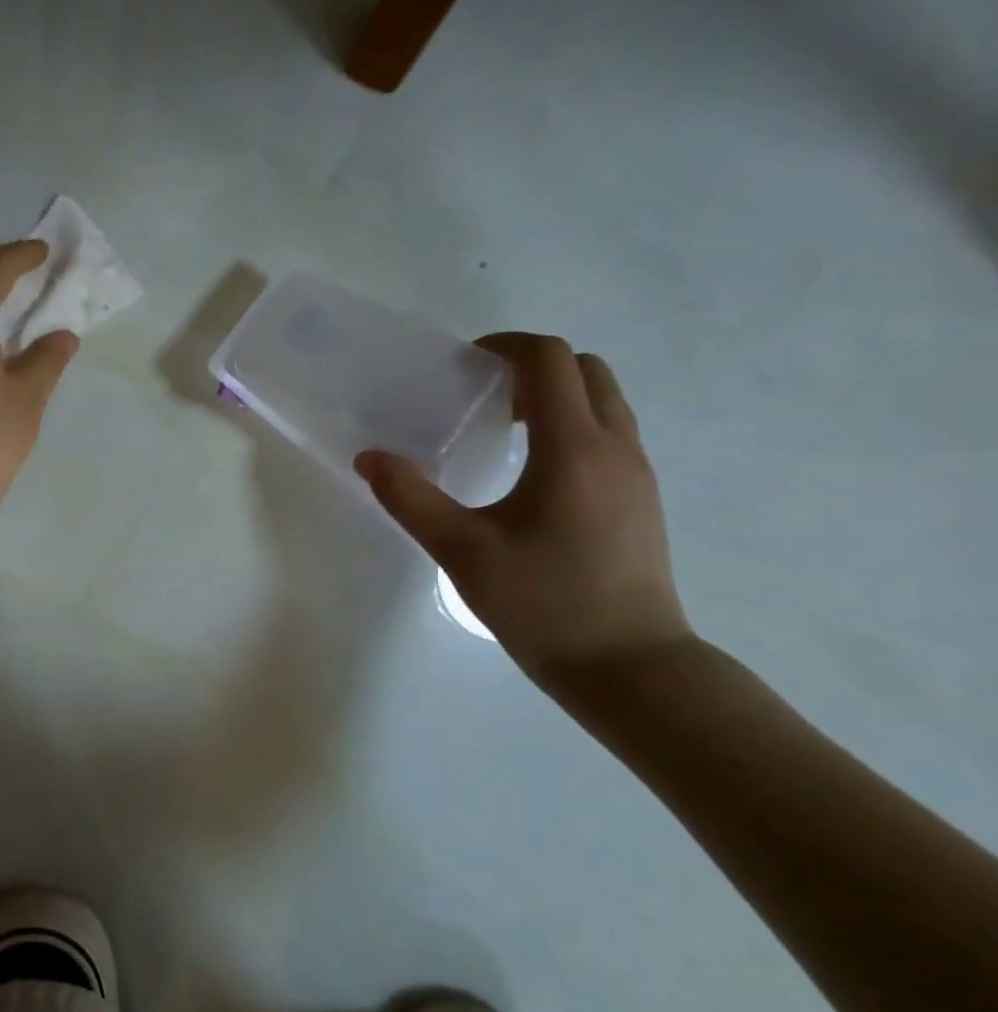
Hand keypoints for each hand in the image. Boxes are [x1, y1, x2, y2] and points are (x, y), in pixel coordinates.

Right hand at [356, 332, 691, 679]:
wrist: (628, 665)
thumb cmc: (542, 603)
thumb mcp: (461, 550)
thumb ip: (410, 498)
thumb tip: (369, 458)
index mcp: (572, 449)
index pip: (550, 361)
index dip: (505, 347)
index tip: (464, 364)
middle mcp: (616, 447)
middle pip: (586, 370)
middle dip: (532, 367)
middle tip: (482, 396)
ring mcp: (637, 472)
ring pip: (604, 401)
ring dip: (554, 396)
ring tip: (501, 430)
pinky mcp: (641, 498)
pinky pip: (609, 433)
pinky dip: (571, 425)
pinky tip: (530, 473)